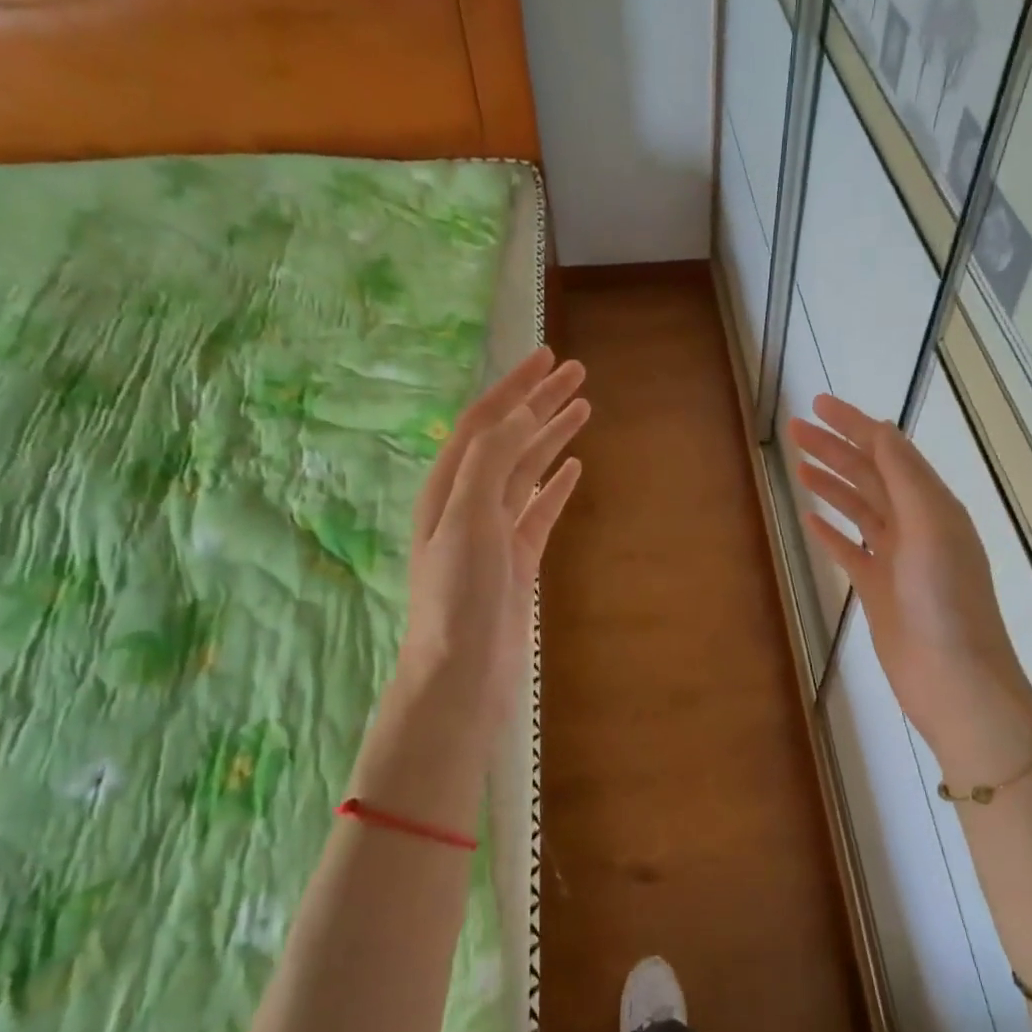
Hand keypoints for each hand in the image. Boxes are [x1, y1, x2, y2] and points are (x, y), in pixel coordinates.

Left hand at [373, 348, 587, 759]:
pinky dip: (556, 484)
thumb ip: (490, 463)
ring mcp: (495, 529)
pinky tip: (574, 468)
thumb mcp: (468, 520)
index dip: (515, 387)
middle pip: (509, 437)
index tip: (548, 358)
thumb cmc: (458, 598)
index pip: (484, 421)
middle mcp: (469, 500)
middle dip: (540, 402)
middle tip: (577, 372)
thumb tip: (522, 417)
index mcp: (449, 486)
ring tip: (583, 408)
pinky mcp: (518, 557)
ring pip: (527, 469)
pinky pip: (540, 508)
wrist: (462, 673)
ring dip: (552, 436)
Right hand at [790, 393, 1031, 785]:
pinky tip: (810, 519)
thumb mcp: (930, 526)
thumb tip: (881, 429)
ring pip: (858, 509)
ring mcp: (896, 558)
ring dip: (830, 483)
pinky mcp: (879, 589)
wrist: (953, 679)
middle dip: (834, 449)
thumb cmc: (945, 600)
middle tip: (794, 430)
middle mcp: (916, 525)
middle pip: (869, 476)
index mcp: (933, 505)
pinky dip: (831, 532)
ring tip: (797, 464)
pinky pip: (850, 550)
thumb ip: (905, 477)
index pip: (889, 452)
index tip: (817, 405)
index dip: (854, 425)